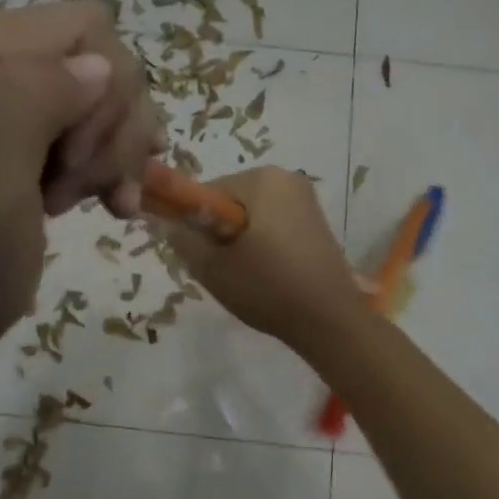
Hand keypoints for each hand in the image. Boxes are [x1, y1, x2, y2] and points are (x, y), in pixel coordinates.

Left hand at [0, 3, 159, 351]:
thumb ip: (28, 103)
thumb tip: (101, 65)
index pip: (85, 28)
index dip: (100, 97)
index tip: (71, 162)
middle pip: (108, 61)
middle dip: (109, 132)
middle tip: (73, 186)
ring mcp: (20, 92)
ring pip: (119, 95)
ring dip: (116, 155)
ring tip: (83, 199)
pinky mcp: (43, 127)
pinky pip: (112, 124)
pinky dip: (120, 166)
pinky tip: (113, 202)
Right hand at [154, 167, 367, 351]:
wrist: (331, 321)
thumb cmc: (268, 288)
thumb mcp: (212, 267)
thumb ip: (182, 239)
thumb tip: (168, 223)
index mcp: (261, 179)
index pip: (206, 192)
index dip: (194, 223)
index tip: (201, 255)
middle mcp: (287, 178)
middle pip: (230, 201)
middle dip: (220, 232)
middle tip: (224, 270)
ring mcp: (306, 199)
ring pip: (252, 215)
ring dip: (241, 241)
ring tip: (247, 276)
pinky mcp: (317, 222)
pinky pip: (274, 224)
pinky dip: (263, 244)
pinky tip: (268, 274)